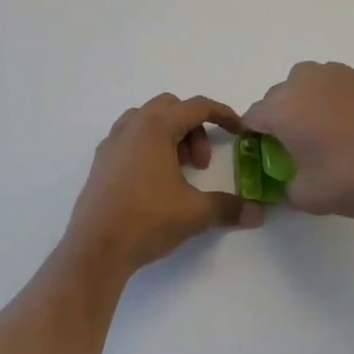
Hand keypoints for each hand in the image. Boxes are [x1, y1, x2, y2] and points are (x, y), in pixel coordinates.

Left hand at [64, 95, 262, 274]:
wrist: (96, 248)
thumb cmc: (147, 220)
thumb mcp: (195, 213)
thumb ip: (229, 207)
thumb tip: (258, 214)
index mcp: (156, 127)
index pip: (196, 106)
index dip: (223, 114)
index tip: (238, 131)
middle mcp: (132, 126)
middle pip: (171, 108)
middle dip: (193, 128)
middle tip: (200, 163)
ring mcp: (112, 142)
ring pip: (147, 120)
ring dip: (170, 135)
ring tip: (178, 170)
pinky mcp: (100, 160)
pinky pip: (130, 137)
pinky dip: (148, 145)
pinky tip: (153, 179)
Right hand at [243, 62, 353, 220]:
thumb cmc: (350, 180)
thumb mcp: (305, 196)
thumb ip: (284, 188)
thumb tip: (285, 185)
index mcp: (282, 108)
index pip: (253, 116)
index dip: (254, 135)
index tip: (265, 153)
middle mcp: (305, 82)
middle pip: (280, 95)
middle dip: (282, 116)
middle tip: (297, 145)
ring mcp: (339, 76)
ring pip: (310, 83)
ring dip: (308, 101)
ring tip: (326, 131)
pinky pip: (338, 85)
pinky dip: (337, 100)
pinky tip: (353, 127)